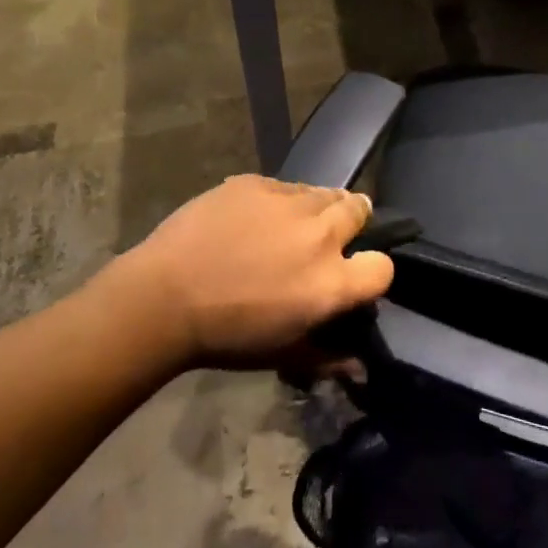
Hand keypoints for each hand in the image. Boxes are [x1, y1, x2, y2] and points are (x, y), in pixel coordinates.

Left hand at [114, 175, 394, 368]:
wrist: (164, 296)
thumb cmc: (227, 336)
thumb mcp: (281, 355)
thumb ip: (328, 356)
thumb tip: (359, 364)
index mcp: (331, 281)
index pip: (382, 267)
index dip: (373, 272)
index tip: (355, 274)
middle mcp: (319, 233)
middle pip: (359, 209)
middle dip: (353, 220)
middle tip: (331, 236)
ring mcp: (287, 201)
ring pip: (321, 192)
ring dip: (317, 208)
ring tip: (293, 225)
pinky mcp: (256, 182)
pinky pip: (283, 186)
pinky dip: (279, 201)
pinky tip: (253, 219)